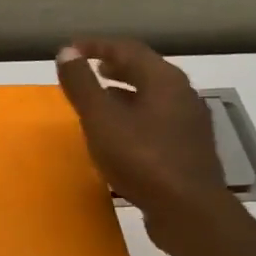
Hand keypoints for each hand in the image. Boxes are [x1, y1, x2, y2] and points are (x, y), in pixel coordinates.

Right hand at [55, 39, 235, 248]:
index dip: (97, 46)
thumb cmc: (141, 159)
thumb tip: (66, 51)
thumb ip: (82, 85)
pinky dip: (134, 116)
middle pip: (145, 70)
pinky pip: (157, 120)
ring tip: (100, 100)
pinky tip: (120, 135)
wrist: (188, 210)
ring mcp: (188, 123)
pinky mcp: (187, 149)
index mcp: (164, 80)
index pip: (128, 49)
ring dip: (125, 93)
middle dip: (115, 67)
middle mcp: (182, 94)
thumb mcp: (101, 120)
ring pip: (152, 97)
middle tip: (90, 69)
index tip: (72, 49)